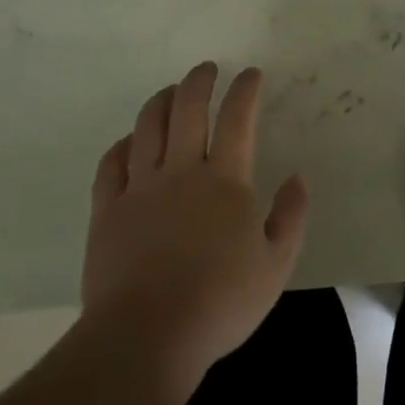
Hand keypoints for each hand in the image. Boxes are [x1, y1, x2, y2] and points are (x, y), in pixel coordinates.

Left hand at [81, 63, 308, 398]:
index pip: (237, 118)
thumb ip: (290, 217)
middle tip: (207, 69)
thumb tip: (297, 178)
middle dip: (199, 81)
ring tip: (170, 92)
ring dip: (161, 101)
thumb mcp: (276, 266)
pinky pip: (112, 163)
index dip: (245, 90)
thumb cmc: (220, 302)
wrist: (147, 335)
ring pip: (148, 126)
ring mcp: (140, 187)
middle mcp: (181, 171)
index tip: (251, 74)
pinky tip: (129, 141)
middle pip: (188, 109)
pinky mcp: (108, 209)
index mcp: (224, 181)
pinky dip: (123, 144)